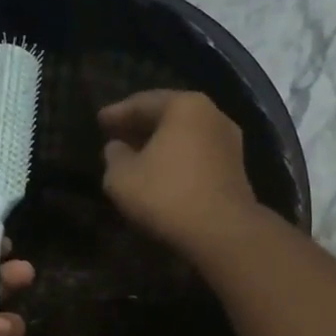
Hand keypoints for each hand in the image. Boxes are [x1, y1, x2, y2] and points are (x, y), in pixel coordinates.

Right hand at [99, 90, 260, 254]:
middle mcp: (212, 115)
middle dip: (141, 126)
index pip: (143, 102)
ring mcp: (229, 142)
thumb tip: (117, 148)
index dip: (117, 113)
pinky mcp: (236, 169)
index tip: (99, 120)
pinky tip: (162, 173)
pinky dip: (177, 159)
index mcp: (184, 106)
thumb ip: (114, 157)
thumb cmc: (167, 196)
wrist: (222, 232)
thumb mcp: (122, 177)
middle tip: (117, 134)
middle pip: (168, 116)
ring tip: (137, 155)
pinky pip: (198, 155)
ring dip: (160, 144)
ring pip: (185, 136)